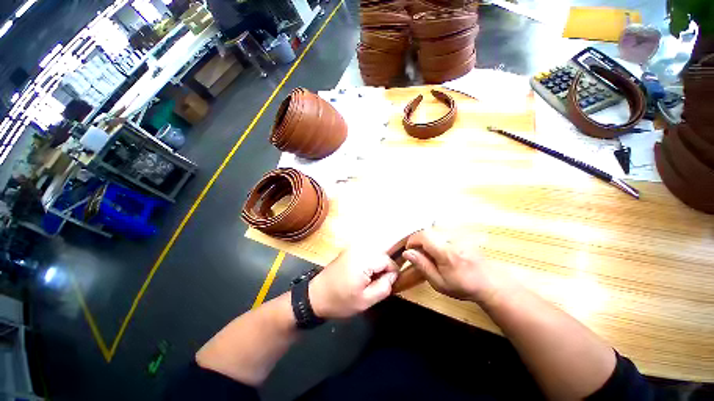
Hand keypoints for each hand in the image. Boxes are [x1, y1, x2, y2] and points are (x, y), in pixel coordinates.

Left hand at [309, 247, 399, 318]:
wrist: (316, 295)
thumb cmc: (340, 300)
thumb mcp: (366, 301)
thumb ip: (384, 287)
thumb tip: (393, 275)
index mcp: (364, 260)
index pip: (388, 261)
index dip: (391, 273)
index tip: (387, 285)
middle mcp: (359, 249)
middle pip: (382, 255)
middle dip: (384, 268)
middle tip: (378, 283)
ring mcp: (352, 248)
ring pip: (375, 252)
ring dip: (377, 265)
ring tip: (370, 279)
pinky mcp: (348, 250)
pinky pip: (366, 252)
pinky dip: (369, 262)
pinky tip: (362, 274)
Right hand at [402, 230, 508, 303]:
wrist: (489, 283)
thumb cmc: (463, 286)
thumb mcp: (439, 283)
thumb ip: (422, 266)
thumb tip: (407, 253)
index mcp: (447, 253)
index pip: (424, 236)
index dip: (413, 240)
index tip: (410, 249)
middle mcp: (454, 240)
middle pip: (428, 230)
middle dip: (419, 239)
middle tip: (420, 252)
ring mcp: (460, 235)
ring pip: (435, 228)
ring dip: (428, 238)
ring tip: (430, 251)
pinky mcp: (463, 233)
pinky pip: (443, 229)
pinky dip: (437, 236)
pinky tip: (440, 247)